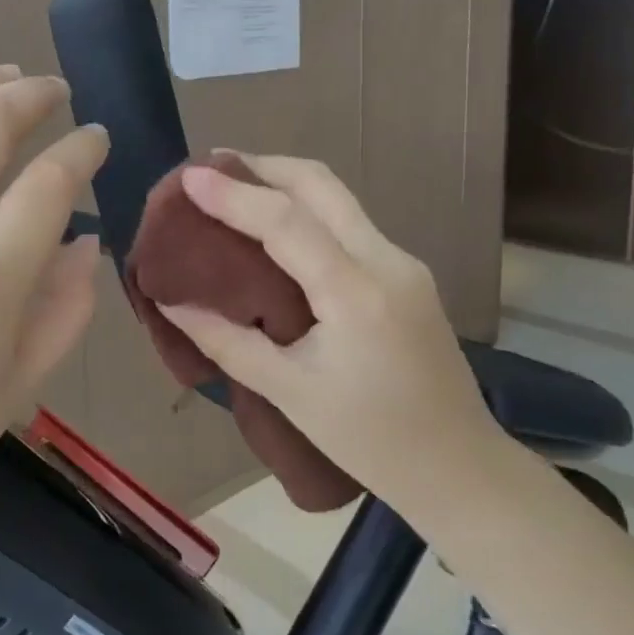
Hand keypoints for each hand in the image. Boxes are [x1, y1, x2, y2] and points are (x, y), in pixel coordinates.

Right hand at [158, 155, 507, 513]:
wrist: (461, 468)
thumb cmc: (370, 441)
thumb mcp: (288, 393)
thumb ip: (225, 341)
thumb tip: (172, 301)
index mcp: (356, 294)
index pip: (286, 221)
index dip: (234, 193)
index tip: (188, 175)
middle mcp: (387, 261)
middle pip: (321, 184)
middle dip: (263, 165)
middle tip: (211, 167)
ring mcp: (403, 262)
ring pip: (338, 197)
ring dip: (285, 182)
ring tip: (235, 186)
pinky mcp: (406, 272)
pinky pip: (349, 222)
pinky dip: (306, 208)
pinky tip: (276, 226)